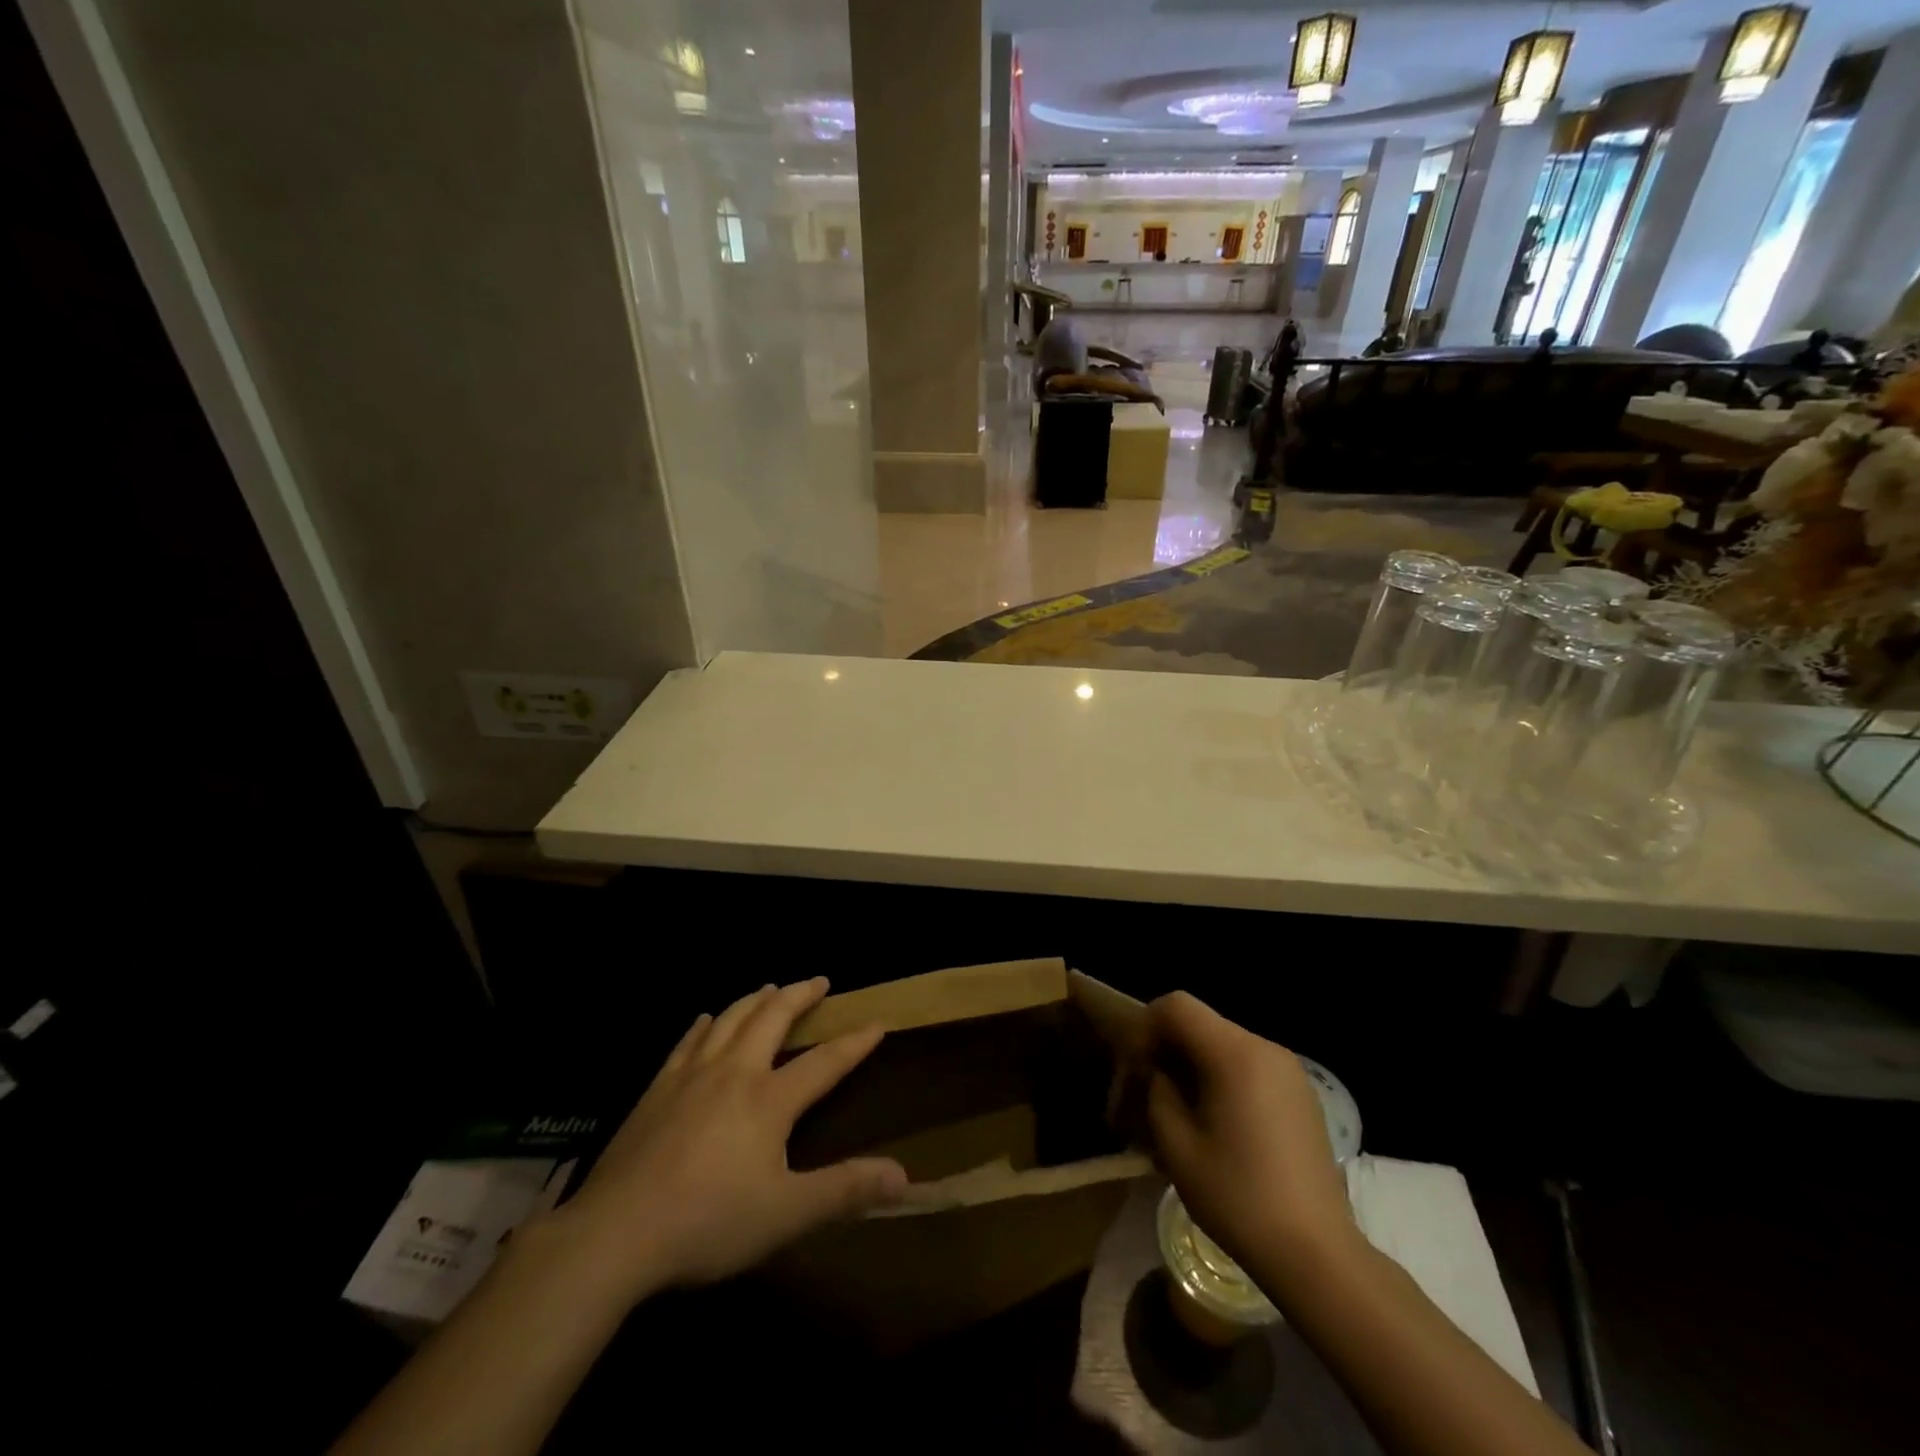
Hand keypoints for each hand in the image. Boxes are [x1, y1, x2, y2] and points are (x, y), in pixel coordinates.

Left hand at [553, 978, 906, 1302]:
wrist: (615, 1233)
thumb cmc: (708, 1223)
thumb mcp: (786, 1214)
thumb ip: (844, 1191)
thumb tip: (904, 1176)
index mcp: (769, 1099)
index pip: (824, 1062)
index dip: (854, 1042)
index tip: (877, 1022)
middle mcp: (734, 1073)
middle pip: (772, 1019)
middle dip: (800, 996)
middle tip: (818, 981)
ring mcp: (691, 1076)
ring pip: (730, 1019)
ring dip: (756, 999)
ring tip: (770, 987)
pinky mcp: (656, 1090)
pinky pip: (687, 1041)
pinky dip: (704, 1024)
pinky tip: (705, 1019)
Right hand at [1143, 992, 1354, 1273]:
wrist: (1317, 1255)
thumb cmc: (1238, 1197)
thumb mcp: (1176, 1144)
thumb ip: (1158, 1090)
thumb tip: (1158, 1072)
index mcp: (1235, 1053)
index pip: (1177, 1006)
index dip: (1145, 1027)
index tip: (1134, 1068)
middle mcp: (1265, 1049)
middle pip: (1200, 1024)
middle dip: (1166, 1050)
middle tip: (1145, 1093)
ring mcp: (1289, 1072)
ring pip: (1223, 1047)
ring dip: (1192, 1067)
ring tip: (1176, 1114)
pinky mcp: (1301, 1097)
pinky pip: (1248, 1069)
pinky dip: (1221, 1081)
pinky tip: (1213, 1127)